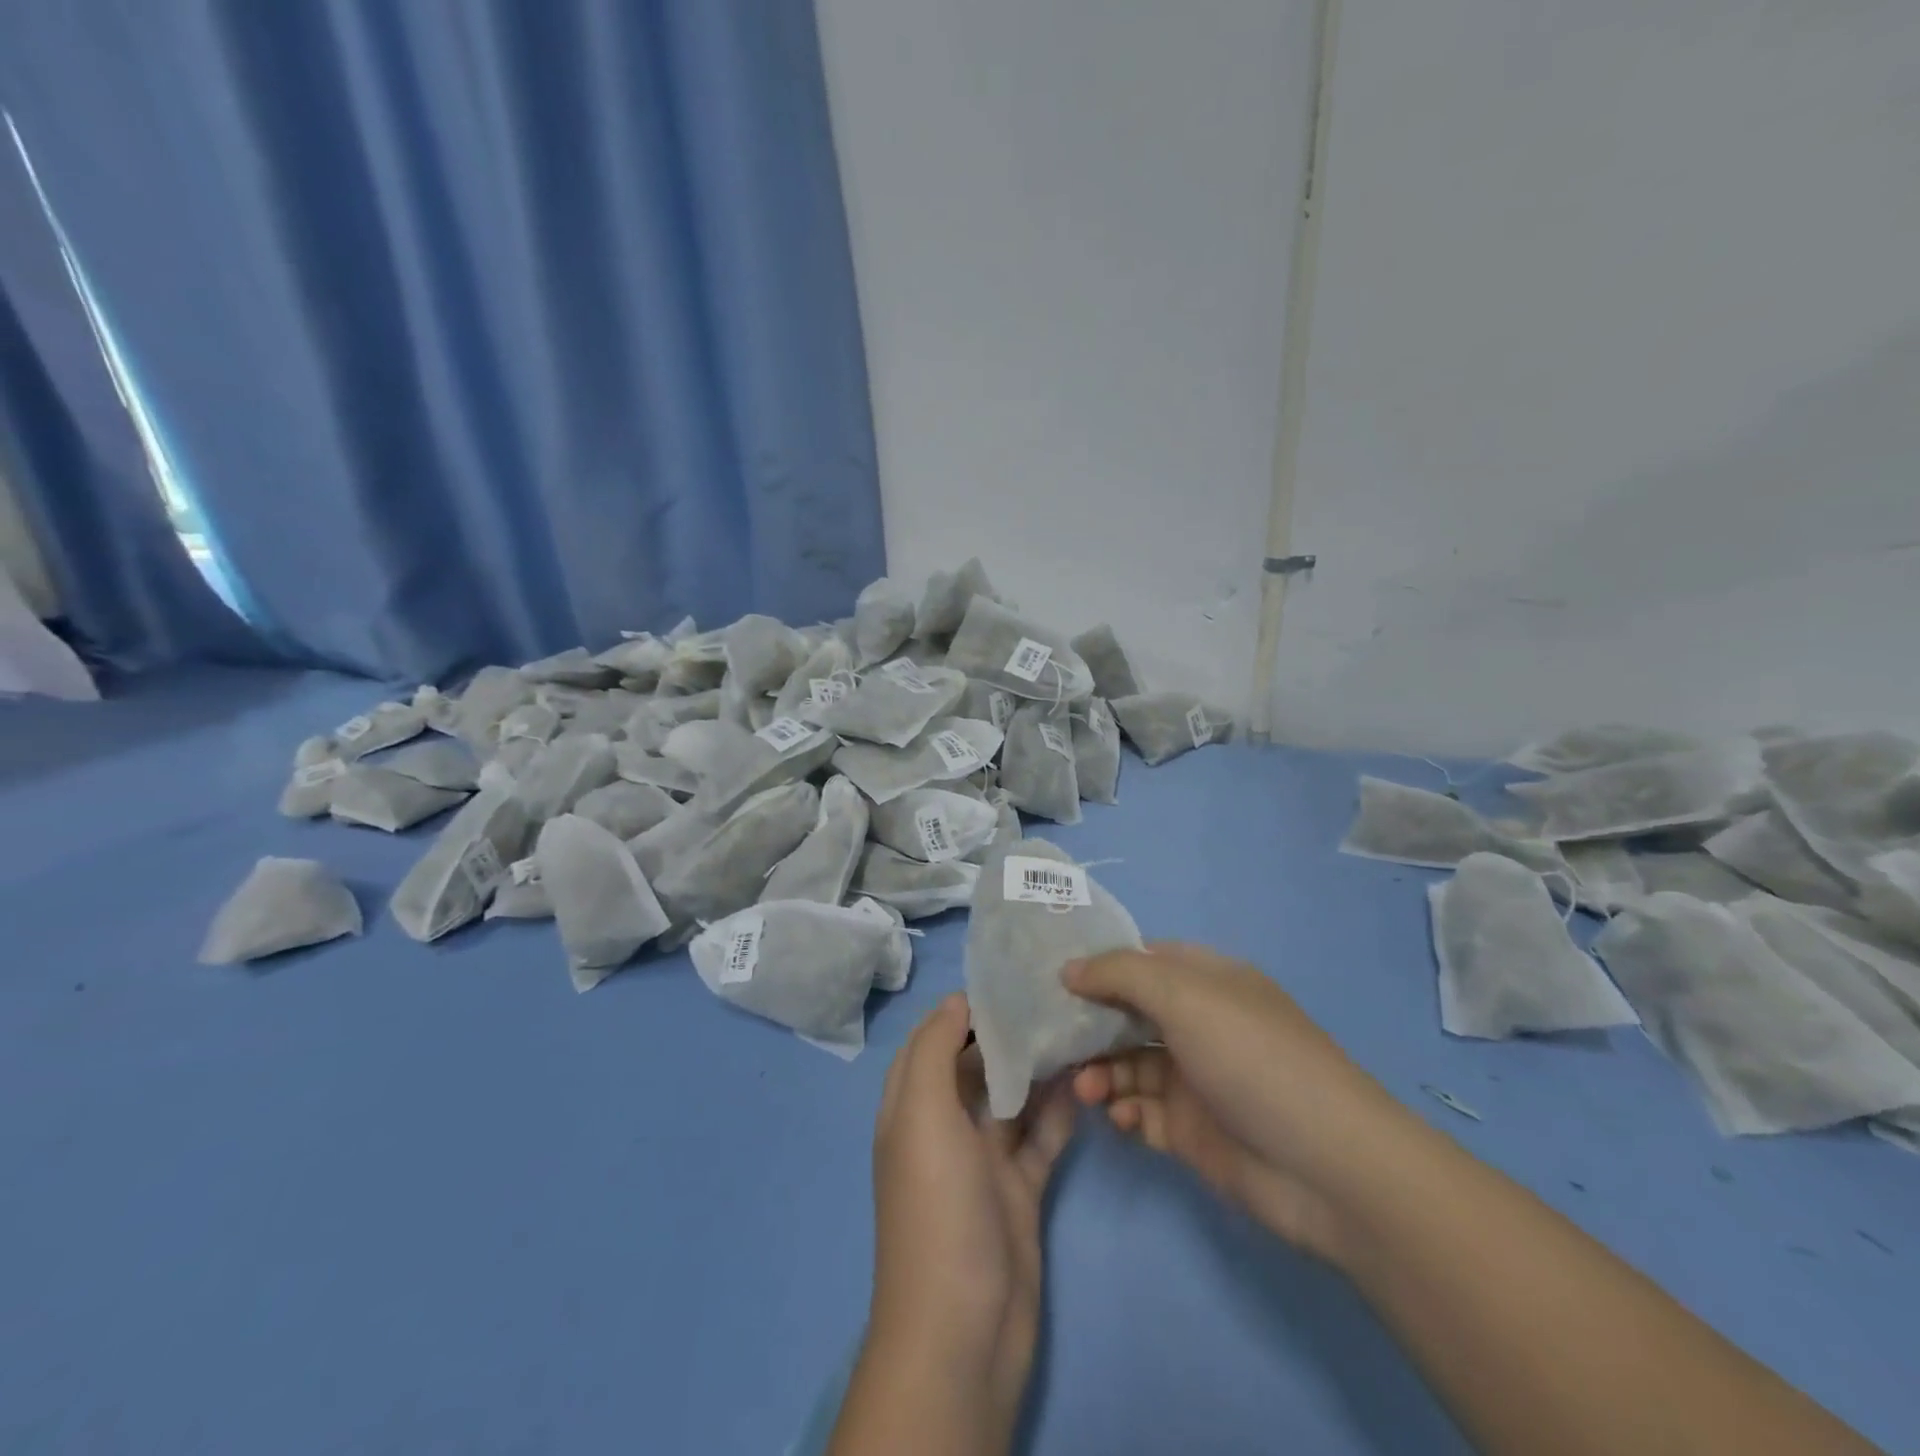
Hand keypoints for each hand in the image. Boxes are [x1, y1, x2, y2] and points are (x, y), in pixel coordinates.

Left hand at [855, 993, 1077, 1450]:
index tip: (1005, 980)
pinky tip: (1087, 1081)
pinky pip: (1041, 1138)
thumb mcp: (922, 1117)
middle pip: (976, 1066)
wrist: (964, 1331)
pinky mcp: (1020, 1190)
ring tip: (1077, 1028)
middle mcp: (944, 1128)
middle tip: (1052, 997)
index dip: (961, 1010)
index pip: (932, 1042)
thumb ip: (935, 1053)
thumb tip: (957, 1001)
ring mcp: (984, 1162)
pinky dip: (1060, 1112)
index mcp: (911, 1109)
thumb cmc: (936, 1209)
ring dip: (1039, 1069)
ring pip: (1013, 1099)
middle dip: (1007, 1034)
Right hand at [1065, 942, 1403, 1268]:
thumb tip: (1068, 969)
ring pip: (1128, 1065)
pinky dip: (1124, 1111)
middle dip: (1090, 1025)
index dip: (1098, 966)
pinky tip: (1119, 1117)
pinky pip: (1142, 1112)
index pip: (1140, 961)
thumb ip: (1119, 974)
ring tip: (1085, 1089)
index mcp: (1206, 981)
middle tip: (1055, 1040)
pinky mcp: (1192, 1132)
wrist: (1327, 1167)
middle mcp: (1198, 1024)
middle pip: (1127, 1014)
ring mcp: (1195, 1079)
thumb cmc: (1252, 1058)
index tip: (1052, 978)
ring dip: (1101, 1072)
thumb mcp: (1184, 996)